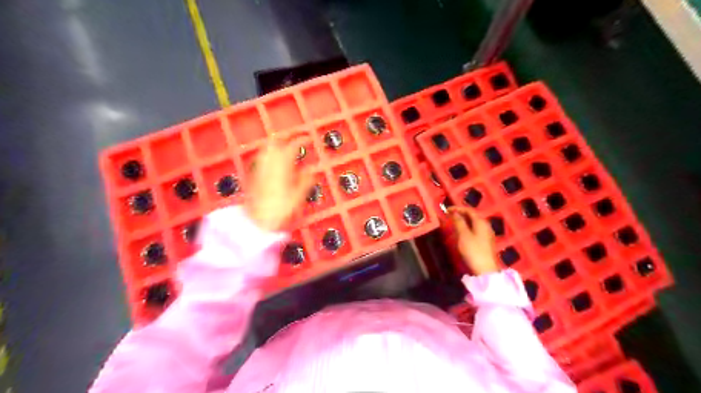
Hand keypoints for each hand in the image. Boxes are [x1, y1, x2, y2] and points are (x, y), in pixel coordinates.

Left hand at [244, 141, 312, 230]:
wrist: (257, 221)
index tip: (309, 138)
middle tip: (294, 137)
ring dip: (275, 143)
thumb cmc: (280, 210)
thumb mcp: (298, 197)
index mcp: (282, 167)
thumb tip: (312, 169)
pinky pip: (261, 158)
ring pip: (266, 148)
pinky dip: (268, 153)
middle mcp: (269, 164)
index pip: (292, 146)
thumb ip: (305, 181)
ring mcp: (259, 168)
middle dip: (285, 136)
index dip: (301, 139)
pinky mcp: (253, 175)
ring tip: (284, 144)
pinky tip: (272, 159)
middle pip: (274, 142)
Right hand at [450, 207, 497, 274]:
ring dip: (464, 221)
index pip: (469, 210)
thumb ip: (459, 222)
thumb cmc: (473, 250)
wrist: (485, 270)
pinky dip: (467, 227)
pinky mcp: (486, 241)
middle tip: (449, 215)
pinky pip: (475, 229)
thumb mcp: (463, 235)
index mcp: (481, 222)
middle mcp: (486, 225)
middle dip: (461, 214)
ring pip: (474, 223)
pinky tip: (462, 232)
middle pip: (473, 216)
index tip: (447, 209)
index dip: (458, 208)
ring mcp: (487, 234)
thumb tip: (454, 213)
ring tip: (454, 222)